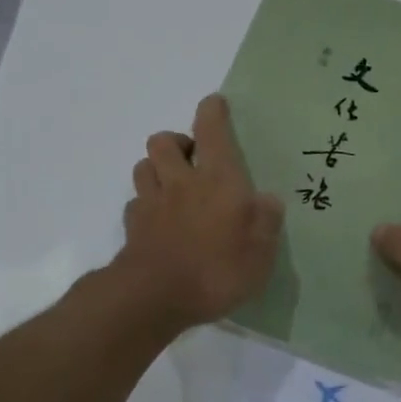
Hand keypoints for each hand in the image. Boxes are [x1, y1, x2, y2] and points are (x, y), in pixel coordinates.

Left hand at [116, 94, 283, 328]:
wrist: (155, 297)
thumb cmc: (217, 268)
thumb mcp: (261, 250)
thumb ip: (266, 221)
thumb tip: (267, 200)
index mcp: (217, 180)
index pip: (212, 131)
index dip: (212, 112)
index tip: (215, 104)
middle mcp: (181, 182)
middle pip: (163, 141)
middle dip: (176, 141)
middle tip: (192, 157)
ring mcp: (152, 204)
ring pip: (143, 167)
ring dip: (156, 168)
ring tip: (172, 184)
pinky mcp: (133, 228)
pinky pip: (135, 204)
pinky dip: (144, 205)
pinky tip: (156, 220)